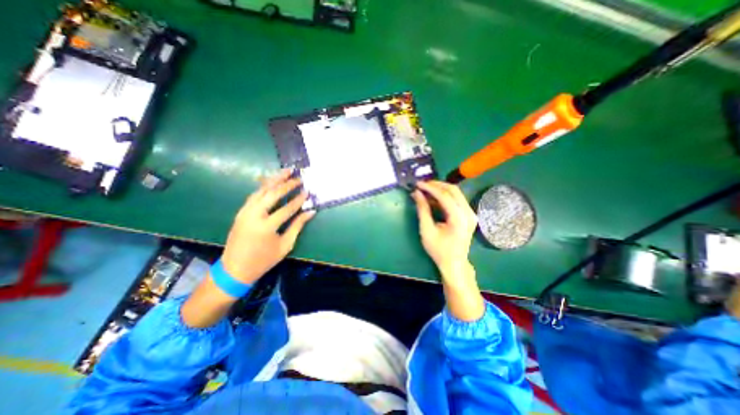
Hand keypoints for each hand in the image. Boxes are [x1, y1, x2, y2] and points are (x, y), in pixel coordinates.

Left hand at [217, 170, 313, 283]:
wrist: (235, 269)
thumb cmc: (264, 260)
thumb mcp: (285, 245)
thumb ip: (297, 226)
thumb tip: (310, 212)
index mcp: (266, 227)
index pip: (287, 208)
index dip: (299, 199)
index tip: (308, 191)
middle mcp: (253, 215)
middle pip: (272, 194)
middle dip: (286, 184)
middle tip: (298, 178)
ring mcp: (244, 212)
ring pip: (260, 190)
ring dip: (274, 180)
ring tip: (286, 171)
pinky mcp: (240, 212)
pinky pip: (254, 195)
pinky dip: (264, 187)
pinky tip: (272, 182)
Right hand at [411, 181, 480, 277]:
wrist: (454, 263)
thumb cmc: (439, 250)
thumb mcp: (427, 230)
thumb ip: (422, 210)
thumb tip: (417, 193)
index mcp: (459, 218)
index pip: (445, 196)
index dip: (430, 188)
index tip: (418, 184)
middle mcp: (468, 213)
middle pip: (453, 190)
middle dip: (436, 185)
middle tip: (422, 185)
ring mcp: (470, 213)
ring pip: (456, 193)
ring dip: (440, 190)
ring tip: (425, 190)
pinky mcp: (468, 215)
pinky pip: (456, 200)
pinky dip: (444, 197)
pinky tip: (432, 199)